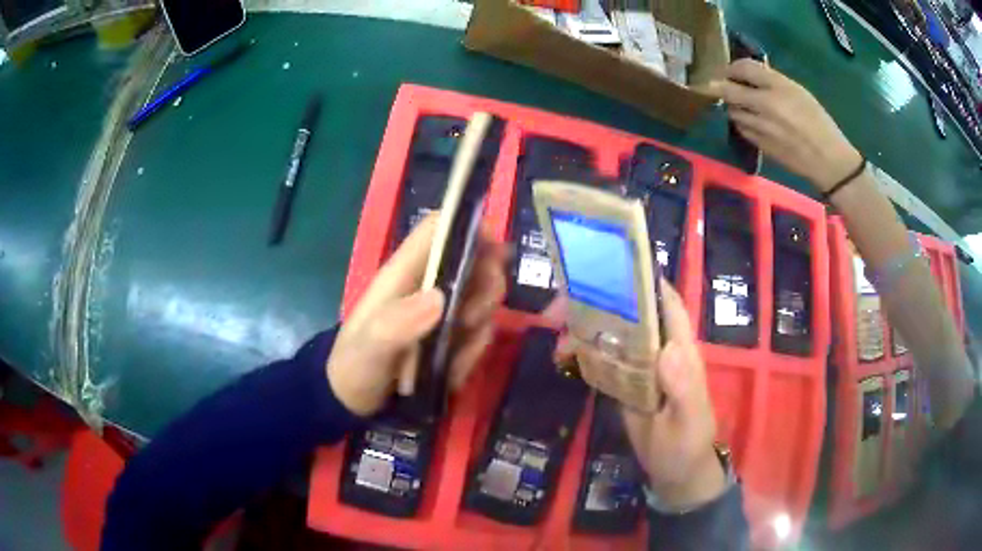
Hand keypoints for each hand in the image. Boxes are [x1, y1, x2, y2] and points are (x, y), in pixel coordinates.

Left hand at [326, 214, 506, 415]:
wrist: (355, 401)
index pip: (437, 229)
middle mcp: (427, 285)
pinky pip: (480, 332)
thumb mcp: (369, 348)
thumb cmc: (354, 366)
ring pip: (483, 298)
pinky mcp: (452, 336)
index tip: (494, 254)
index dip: (468, 228)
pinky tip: (452, 372)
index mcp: (404, 272)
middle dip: (486, 286)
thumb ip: (397, 324)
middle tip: (471, 318)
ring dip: (481, 325)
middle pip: (474, 259)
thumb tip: (440, 299)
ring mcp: (442, 311)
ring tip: (456, 354)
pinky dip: (474, 351)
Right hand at [555, 283, 724, 509]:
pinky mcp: (623, 380)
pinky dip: (579, 350)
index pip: (666, 303)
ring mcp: (639, 364)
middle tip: (559, 306)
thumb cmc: (687, 445)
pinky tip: (560, 356)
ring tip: (554, 333)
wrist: (675, 472)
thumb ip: (683, 387)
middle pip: (630, 311)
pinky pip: (599, 356)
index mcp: (680, 349)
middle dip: (596, 300)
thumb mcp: (687, 421)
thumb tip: (670, 347)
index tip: (607, 266)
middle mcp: (658, 348)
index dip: (643, 280)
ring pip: (610, 330)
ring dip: (581, 325)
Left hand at [717, 59, 862, 192]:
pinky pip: (742, 129)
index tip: (732, 71)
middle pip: (729, 90)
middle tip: (718, 85)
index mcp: (779, 86)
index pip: (744, 68)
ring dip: (733, 106)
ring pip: (733, 111)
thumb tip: (752, 76)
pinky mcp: (760, 144)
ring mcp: (761, 126)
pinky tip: (750, 122)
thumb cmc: (818, 122)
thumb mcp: (799, 92)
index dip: (733, 67)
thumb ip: (774, 82)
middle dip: (720, 86)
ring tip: (740, 105)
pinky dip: (742, 123)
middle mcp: (765, 103)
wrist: (827, 160)